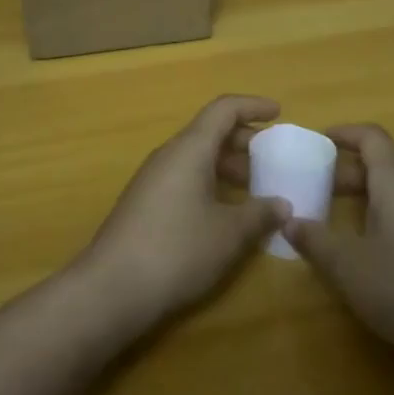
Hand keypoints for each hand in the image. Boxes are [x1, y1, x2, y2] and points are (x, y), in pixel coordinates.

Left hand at [79, 95, 290, 330]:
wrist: (110, 289)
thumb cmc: (176, 250)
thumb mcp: (228, 234)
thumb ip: (259, 214)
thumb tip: (282, 204)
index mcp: (190, 148)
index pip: (224, 109)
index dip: (253, 106)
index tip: (278, 113)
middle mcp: (169, 155)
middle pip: (210, 132)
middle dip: (244, 141)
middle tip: (272, 160)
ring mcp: (153, 179)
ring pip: (196, 157)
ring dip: (227, 166)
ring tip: (255, 190)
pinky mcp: (145, 204)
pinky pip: (185, 178)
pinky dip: (210, 184)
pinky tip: (225, 215)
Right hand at [284, 124, 393, 381]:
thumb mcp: (347, 268)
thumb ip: (315, 241)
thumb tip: (289, 221)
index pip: (374, 140)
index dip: (348, 133)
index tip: (324, 140)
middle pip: (392, 166)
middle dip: (359, 171)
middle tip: (330, 191)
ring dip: (390, 192)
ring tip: (368, 213)